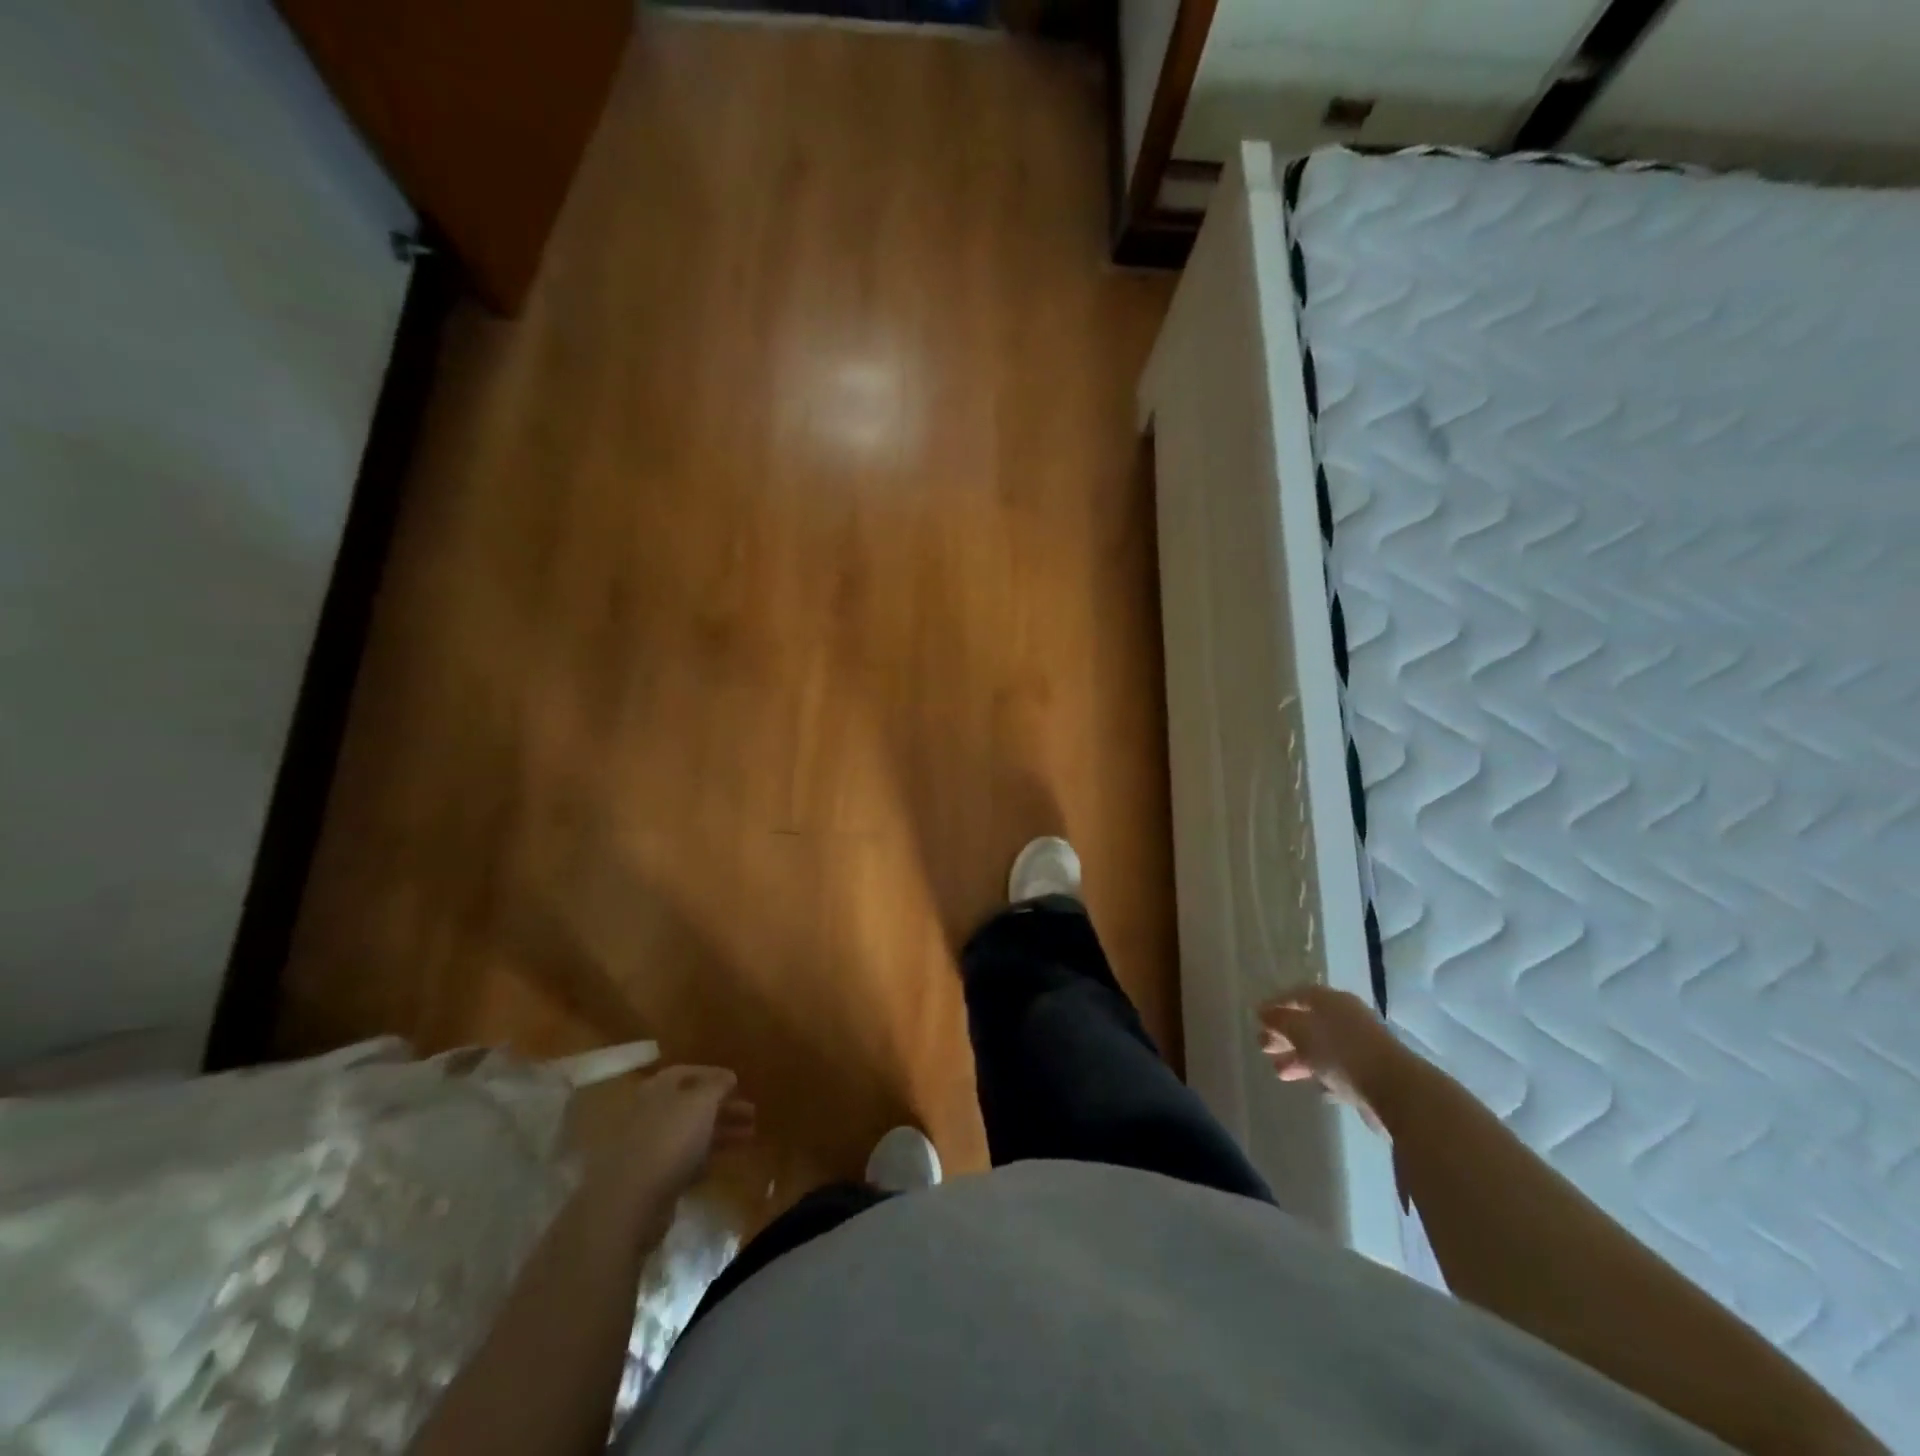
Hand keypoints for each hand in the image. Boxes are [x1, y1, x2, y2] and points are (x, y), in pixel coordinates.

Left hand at [577, 1065, 756, 1215]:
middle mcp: (651, 1114)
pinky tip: (727, 1160)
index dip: (713, 1075)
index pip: (686, 1072)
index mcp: (657, 1090)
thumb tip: (728, 1076)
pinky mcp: (654, 1179)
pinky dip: (707, 1157)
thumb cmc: (670, 1139)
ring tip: (750, 1135)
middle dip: (723, 1107)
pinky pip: (687, 1160)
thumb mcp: (701, 1102)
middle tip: (752, 1112)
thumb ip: (717, 1085)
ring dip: (722, 1132)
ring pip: (692, 1133)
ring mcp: (651, 1148)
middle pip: (692, 1105)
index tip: (738, 1082)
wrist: (632, 1202)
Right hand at [1258, 987, 1410, 1131]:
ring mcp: (1361, 1046)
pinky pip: (1338, 1069)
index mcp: (1331, 1000)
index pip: (1297, 995)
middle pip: (1309, 1022)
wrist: (1396, 1090)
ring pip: (1322, 1048)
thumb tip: (1263, 1012)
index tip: (1257, 1019)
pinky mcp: (1370, 1073)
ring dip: (1298, 1058)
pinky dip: (1321, 1074)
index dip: (1276, 1005)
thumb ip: (1279, 1020)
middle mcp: (1346, 1017)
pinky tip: (1311, 1087)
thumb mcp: (1300, 1031)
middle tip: (1263, 1047)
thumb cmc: (1340, 1052)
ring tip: (1279, 1072)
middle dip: (1284, 1035)